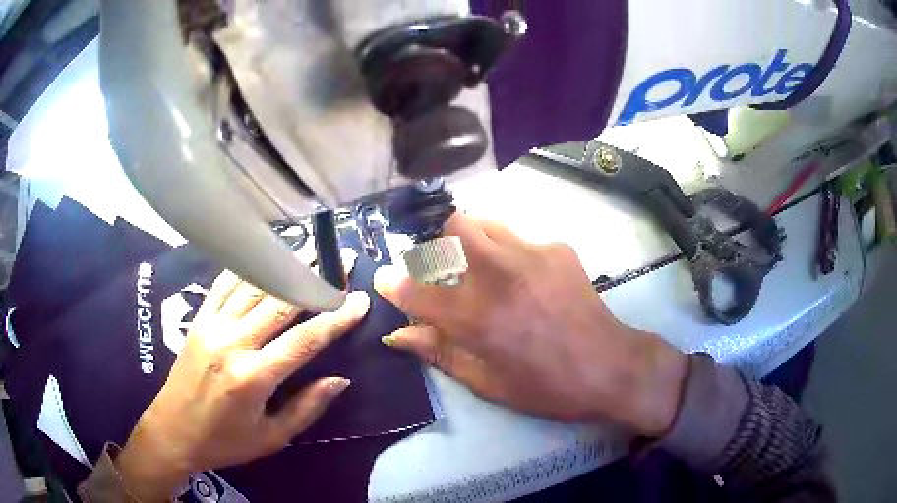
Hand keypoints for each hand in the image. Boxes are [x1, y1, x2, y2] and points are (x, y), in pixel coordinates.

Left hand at [116, 264, 369, 501]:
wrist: (173, 432)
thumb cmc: (225, 442)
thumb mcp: (272, 437)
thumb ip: (307, 408)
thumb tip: (340, 380)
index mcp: (254, 377)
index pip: (305, 340)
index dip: (336, 318)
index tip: (359, 300)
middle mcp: (233, 343)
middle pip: (281, 302)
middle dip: (315, 280)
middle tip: (341, 262)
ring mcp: (212, 327)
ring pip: (253, 286)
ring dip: (283, 266)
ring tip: (309, 250)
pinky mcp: (198, 320)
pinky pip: (224, 286)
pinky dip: (246, 269)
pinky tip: (262, 256)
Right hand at [375, 214, 687, 436]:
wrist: (610, 366)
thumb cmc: (546, 386)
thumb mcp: (487, 382)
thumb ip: (439, 353)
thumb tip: (400, 335)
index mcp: (477, 318)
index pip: (417, 290)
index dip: (393, 283)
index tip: (384, 278)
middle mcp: (499, 275)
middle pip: (453, 226)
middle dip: (439, 243)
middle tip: (445, 267)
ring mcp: (532, 254)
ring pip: (485, 221)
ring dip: (472, 240)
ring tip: (484, 268)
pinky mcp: (558, 248)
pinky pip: (519, 238)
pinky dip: (509, 253)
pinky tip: (527, 280)